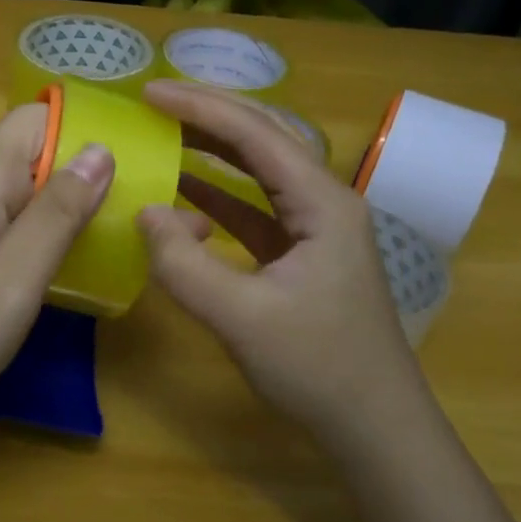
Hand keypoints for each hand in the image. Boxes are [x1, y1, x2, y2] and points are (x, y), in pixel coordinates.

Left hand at [0, 102, 113, 428]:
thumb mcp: (15, 274)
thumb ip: (59, 211)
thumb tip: (101, 149)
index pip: (31, 118)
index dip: (78, 123)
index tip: (129, 150)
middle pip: (31, 154)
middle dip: (81, 168)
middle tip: (134, 201)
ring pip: (22, 193)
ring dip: (65, 204)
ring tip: (113, 231)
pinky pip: (10, 227)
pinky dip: (42, 235)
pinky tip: (64, 266)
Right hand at [135, 80, 417, 450]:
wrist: (375, 428)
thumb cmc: (318, 369)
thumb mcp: (241, 318)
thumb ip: (184, 264)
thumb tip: (145, 212)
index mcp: (322, 203)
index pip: (256, 135)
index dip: (200, 108)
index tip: (148, 93)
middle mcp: (324, 202)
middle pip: (264, 139)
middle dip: (208, 115)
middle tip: (153, 102)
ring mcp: (316, 229)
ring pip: (261, 172)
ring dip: (214, 150)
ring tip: (165, 132)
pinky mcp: (303, 255)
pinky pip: (256, 209)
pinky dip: (219, 197)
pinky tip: (186, 194)